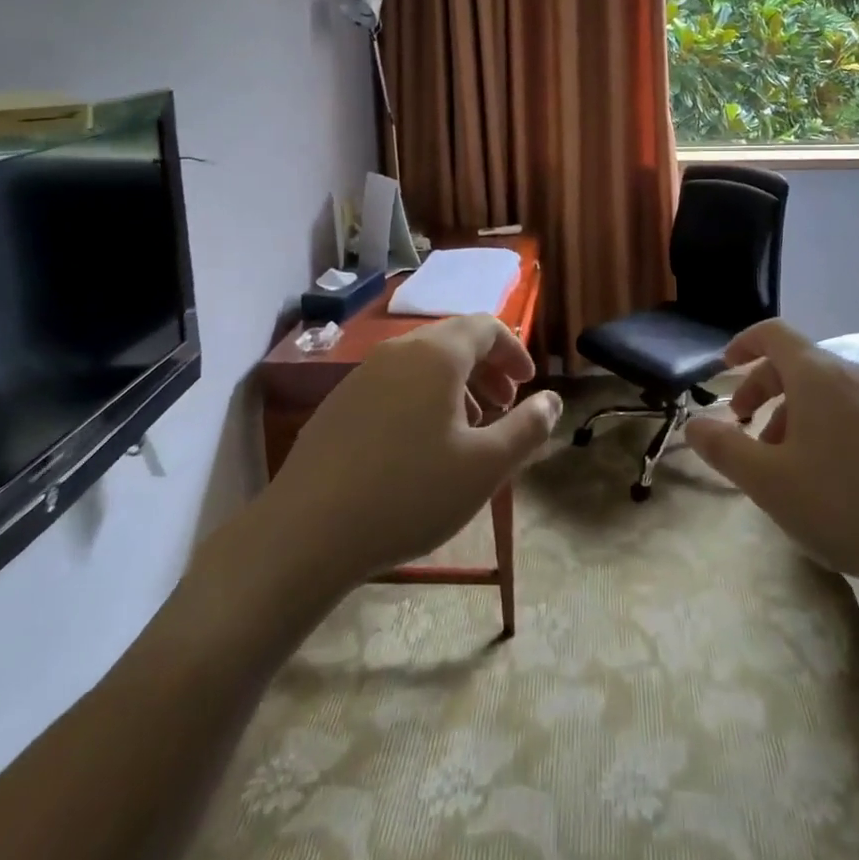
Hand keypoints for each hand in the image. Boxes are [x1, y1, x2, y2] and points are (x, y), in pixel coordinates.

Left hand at [261, 314, 558, 589]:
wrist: (306, 533)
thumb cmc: (409, 493)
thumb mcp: (485, 466)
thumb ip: (528, 428)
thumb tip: (552, 401)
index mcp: (437, 355)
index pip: (486, 327)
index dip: (514, 350)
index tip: (528, 384)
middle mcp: (398, 351)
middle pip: (454, 341)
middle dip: (487, 368)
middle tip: (505, 405)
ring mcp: (362, 375)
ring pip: (423, 363)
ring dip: (456, 385)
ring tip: (468, 428)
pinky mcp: (339, 403)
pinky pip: (394, 383)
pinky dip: (422, 398)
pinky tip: (421, 445)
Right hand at [684, 319, 858, 605]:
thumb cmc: (844, 502)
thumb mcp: (768, 481)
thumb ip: (723, 448)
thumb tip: (694, 424)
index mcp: (816, 374)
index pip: (772, 333)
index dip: (742, 344)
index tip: (723, 369)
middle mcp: (850, 375)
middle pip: (794, 363)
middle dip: (760, 388)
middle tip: (741, 426)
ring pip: (821, 391)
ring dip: (788, 413)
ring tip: (778, 463)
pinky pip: (846, 411)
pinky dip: (819, 426)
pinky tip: (820, 477)